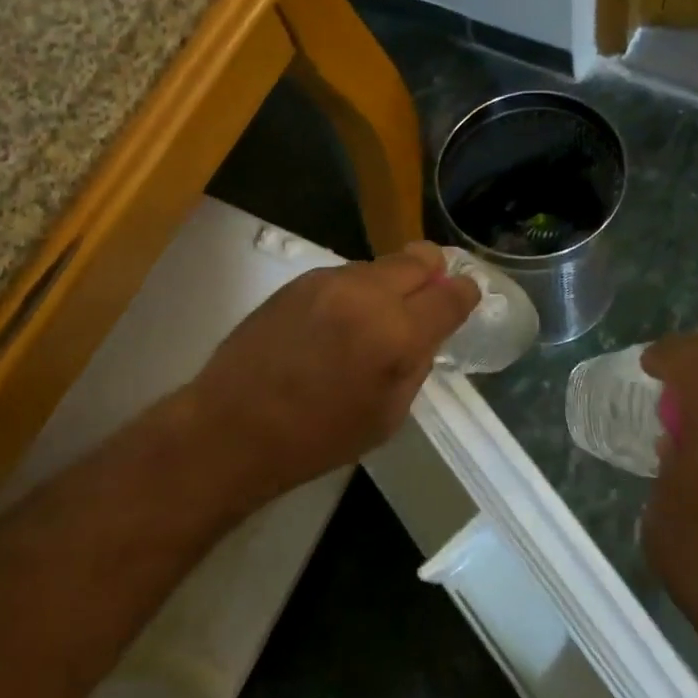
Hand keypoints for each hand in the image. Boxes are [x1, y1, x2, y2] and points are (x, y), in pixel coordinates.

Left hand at [185, 242, 478, 504]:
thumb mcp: (387, 417)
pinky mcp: (299, 280)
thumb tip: (425, 332)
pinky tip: (341, 320)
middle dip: (433, 274)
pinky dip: (357, 290)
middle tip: (431, 295)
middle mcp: (366, 294)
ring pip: (380, 265)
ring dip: (391, 284)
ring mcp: (328, 281)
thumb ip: (416, 364)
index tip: (466, 298)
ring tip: (378, 316)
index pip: (450, 298)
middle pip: (419, 260)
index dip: (465, 295)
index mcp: (396, 333)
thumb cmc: (316, 438)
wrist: (232, 426)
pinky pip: (346, 275)